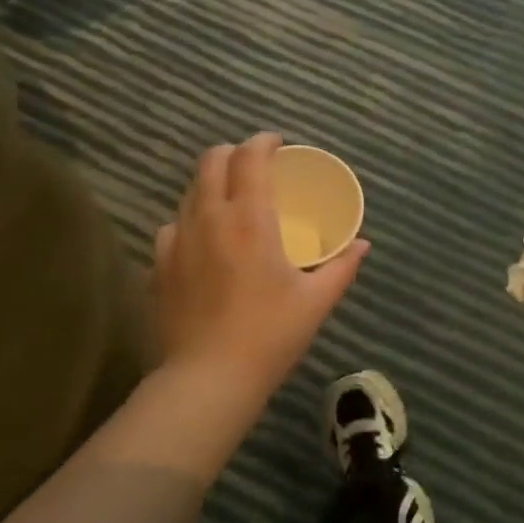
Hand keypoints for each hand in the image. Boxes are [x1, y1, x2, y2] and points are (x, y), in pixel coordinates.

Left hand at [152, 132, 368, 399]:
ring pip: (190, 191)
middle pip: (212, 161)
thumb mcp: (316, 301)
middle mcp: (209, 217)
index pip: (250, 157)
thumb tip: (363, 244)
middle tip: (253, 165)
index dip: (263, 142)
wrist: (207, 380)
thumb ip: (342, 266)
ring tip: (230, 201)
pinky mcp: (159, 266)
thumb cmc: (269, 335)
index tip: (277, 145)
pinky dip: (190, 220)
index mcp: (250, 218)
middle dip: (233, 152)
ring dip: (211, 184)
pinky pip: (173, 226)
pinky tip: (202, 241)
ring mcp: (178, 240)